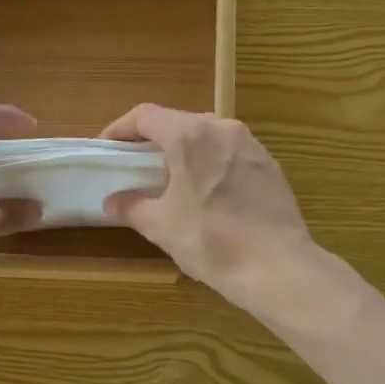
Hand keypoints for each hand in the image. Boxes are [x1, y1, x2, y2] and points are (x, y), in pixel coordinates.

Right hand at [99, 104, 314, 312]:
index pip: (145, 116)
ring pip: (207, 135)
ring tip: (171, 177)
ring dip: (184, 150)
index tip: (107, 149)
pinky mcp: (270, 164)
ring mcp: (251, 144)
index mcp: (190, 136)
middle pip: (178, 121)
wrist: (276, 267)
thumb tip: (113, 202)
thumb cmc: (211, 241)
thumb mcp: (161, 226)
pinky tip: (207, 191)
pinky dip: (211, 162)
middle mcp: (222, 128)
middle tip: (136, 164)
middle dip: (153, 139)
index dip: (120, 129)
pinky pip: (230, 152)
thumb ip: (132, 207)